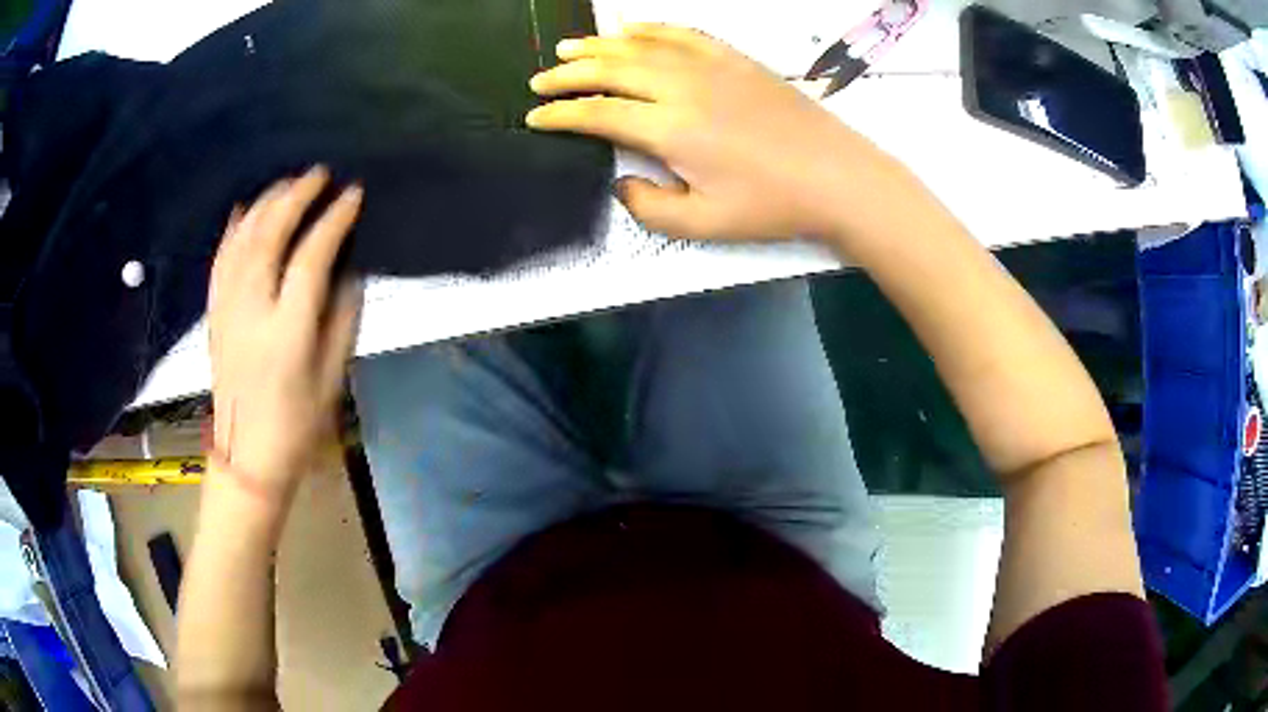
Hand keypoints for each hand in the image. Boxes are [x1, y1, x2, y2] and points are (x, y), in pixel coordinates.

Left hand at [208, 166, 363, 497]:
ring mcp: (227, 310)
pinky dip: (232, 230)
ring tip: (287, 183)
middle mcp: (251, 311)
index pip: (310, 259)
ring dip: (265, 204)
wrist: (246, 455)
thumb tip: (349, 270)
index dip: (333, 221)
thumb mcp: (332, 377)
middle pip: (269, 236)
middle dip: (295, 197)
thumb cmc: (297, 423)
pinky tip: (243, 209)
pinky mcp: (214, 314)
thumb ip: (342, 318)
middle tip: (318, 174)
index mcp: (287, 331)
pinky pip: (220, 260)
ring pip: (241, 241)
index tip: (353, 194)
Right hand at [527, 24, 914, 242]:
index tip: (534, 118)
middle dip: (568, 74)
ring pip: (640, 45)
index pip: (598, 113)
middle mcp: (682, 87)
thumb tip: (621, 184)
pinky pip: (681, 34)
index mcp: (671, 129)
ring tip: (568, 47)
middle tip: (539, 80)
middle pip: (610, 70)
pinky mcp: (734, 59)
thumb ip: (650, 207)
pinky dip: (649, 28)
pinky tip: (630, 28)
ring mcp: (710, 66)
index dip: (560, 115)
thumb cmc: (773, 205)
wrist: (838, 176)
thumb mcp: (705, 224)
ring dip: (599, 45)